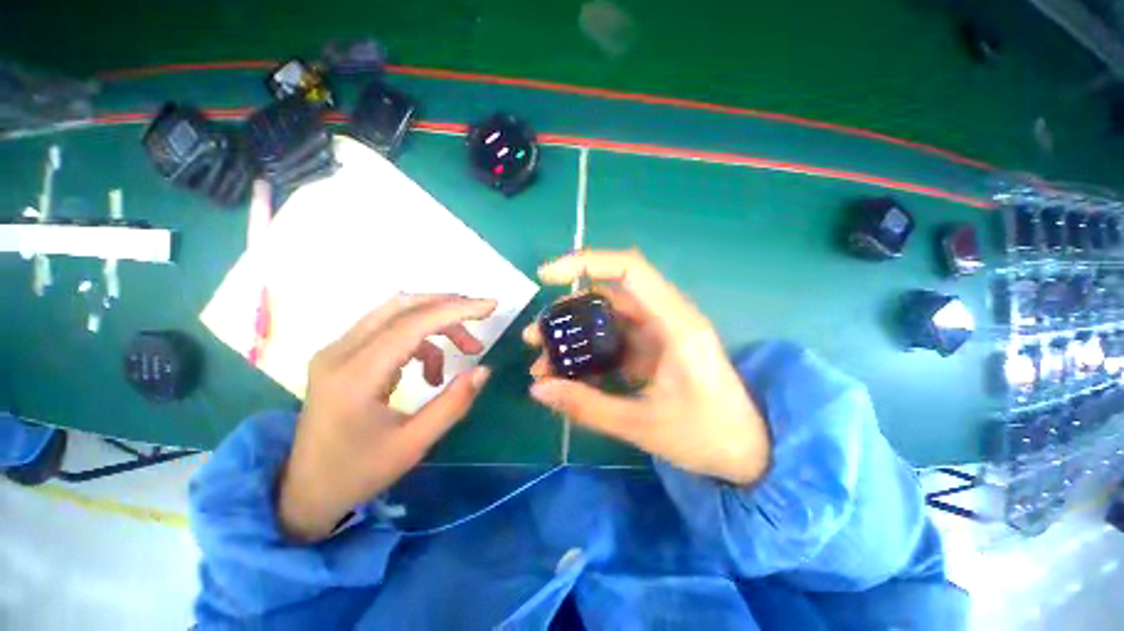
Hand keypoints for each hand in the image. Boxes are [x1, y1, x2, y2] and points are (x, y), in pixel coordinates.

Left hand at [278, 294, 496, 541]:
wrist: (306, 490)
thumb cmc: (359, 472)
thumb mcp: (414, 444)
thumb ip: (453, 403)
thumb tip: (484, 369)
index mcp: (355, 376)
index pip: (412, 324)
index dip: (456, 309)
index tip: (490, 305)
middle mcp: (340, 352)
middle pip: (402, 306)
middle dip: (449, 307)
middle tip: (482, 319)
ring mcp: (337, 350)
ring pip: (397, 313)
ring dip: (438, 324)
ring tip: (467, 350)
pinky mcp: (342, 355)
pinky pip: (390, 330)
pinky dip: (422, 340)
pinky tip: (432, 371)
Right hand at [524, 250, 769, 484]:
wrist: (749, 451)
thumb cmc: (707, 435)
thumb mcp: (642, 424)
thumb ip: (588, 405)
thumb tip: (538, 389)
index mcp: (674, 323)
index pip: (628, 270)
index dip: (586, 262)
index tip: (546, 276)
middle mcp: (666, 319)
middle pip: (609, 296)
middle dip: (567, 312)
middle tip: (535, 337)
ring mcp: (659, 334)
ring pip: (607, 319)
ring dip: (574, 335)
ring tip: (543, 360)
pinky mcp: (653, 350)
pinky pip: (614, 341)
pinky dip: (589, 352)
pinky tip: (568, 372)